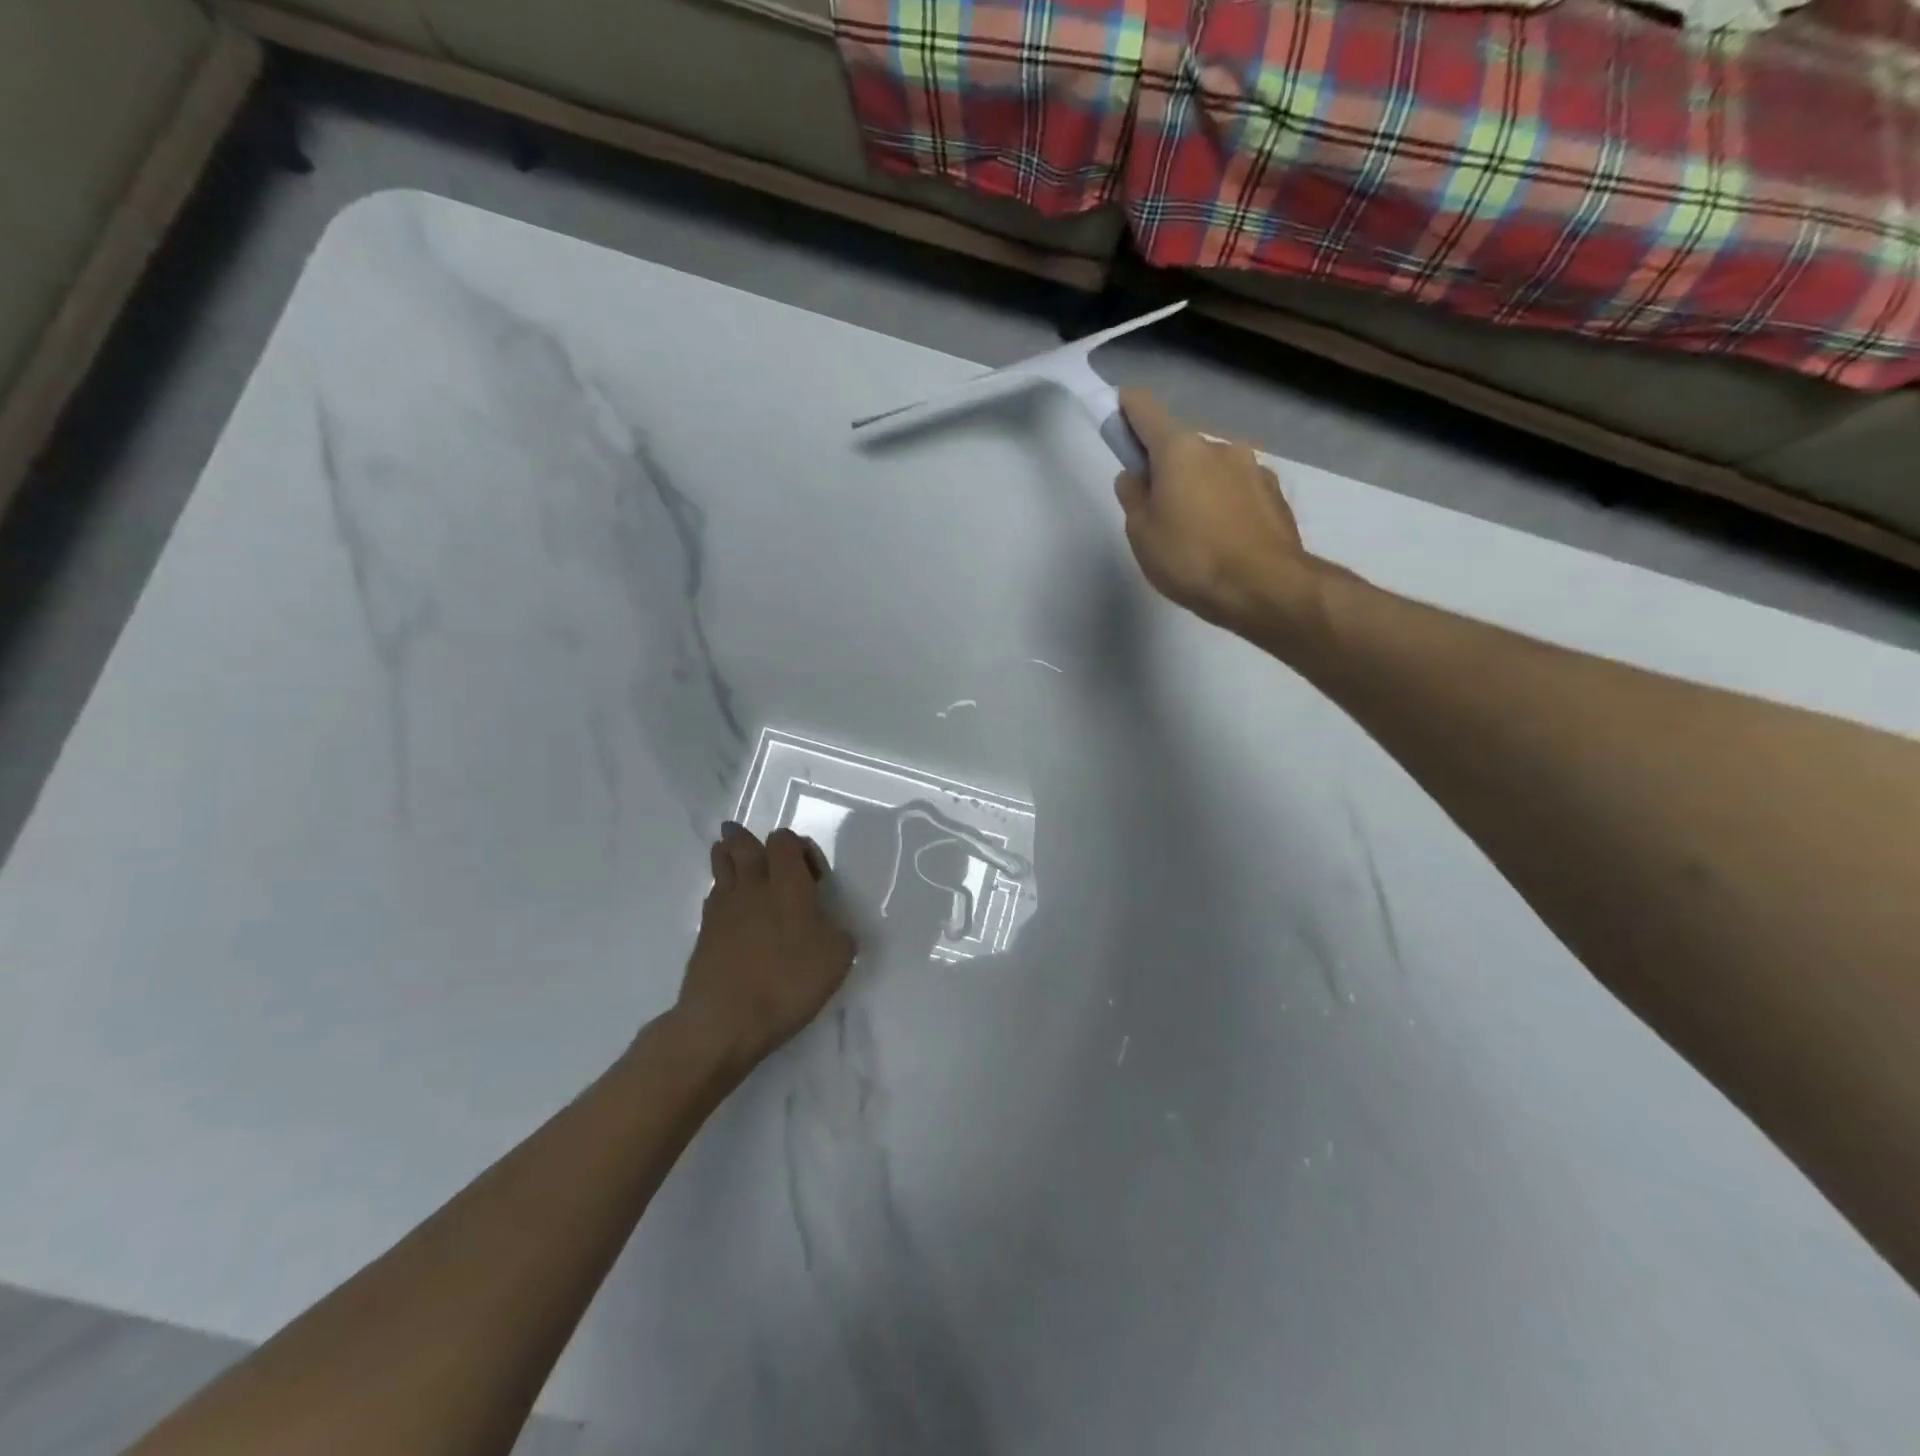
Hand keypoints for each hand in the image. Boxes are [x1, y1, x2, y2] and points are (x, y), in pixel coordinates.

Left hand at [673, 823, 856, 1073]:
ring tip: (729, 854)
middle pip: (743, 845)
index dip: (798, 847)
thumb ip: (838, 932)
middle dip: (745, 838)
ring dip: (727, 856)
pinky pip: (712, 896)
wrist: (724, 1020)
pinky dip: (720, 891)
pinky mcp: (704, 932)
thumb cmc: (788, 982)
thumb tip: (829, 927)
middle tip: (744, 836)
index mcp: (788, 883)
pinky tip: (727, 903)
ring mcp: (723, 908)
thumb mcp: (836, 958)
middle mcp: (752, 886)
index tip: (813, 875)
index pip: (784, 841)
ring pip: (721, 866)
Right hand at [1114, 389, 1324, 637]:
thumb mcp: (1141, 533)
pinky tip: (1223, 541)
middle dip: (1165, 468)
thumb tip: (1136, 476)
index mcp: (1180, 449)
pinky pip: (1237, 491)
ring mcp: (1253, 468)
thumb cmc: (1190, 558)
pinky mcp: (1274, 494)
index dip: (1126, 410)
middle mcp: (1219, 446)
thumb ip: (1133, 497)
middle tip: (1156, 512)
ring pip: (1212, 470)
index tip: (1117, 419)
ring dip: (1198, 488)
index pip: (1145, 409)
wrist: (1265, 588)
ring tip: (1194, 535)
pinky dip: (1225, 506)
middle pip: (1181, 447)